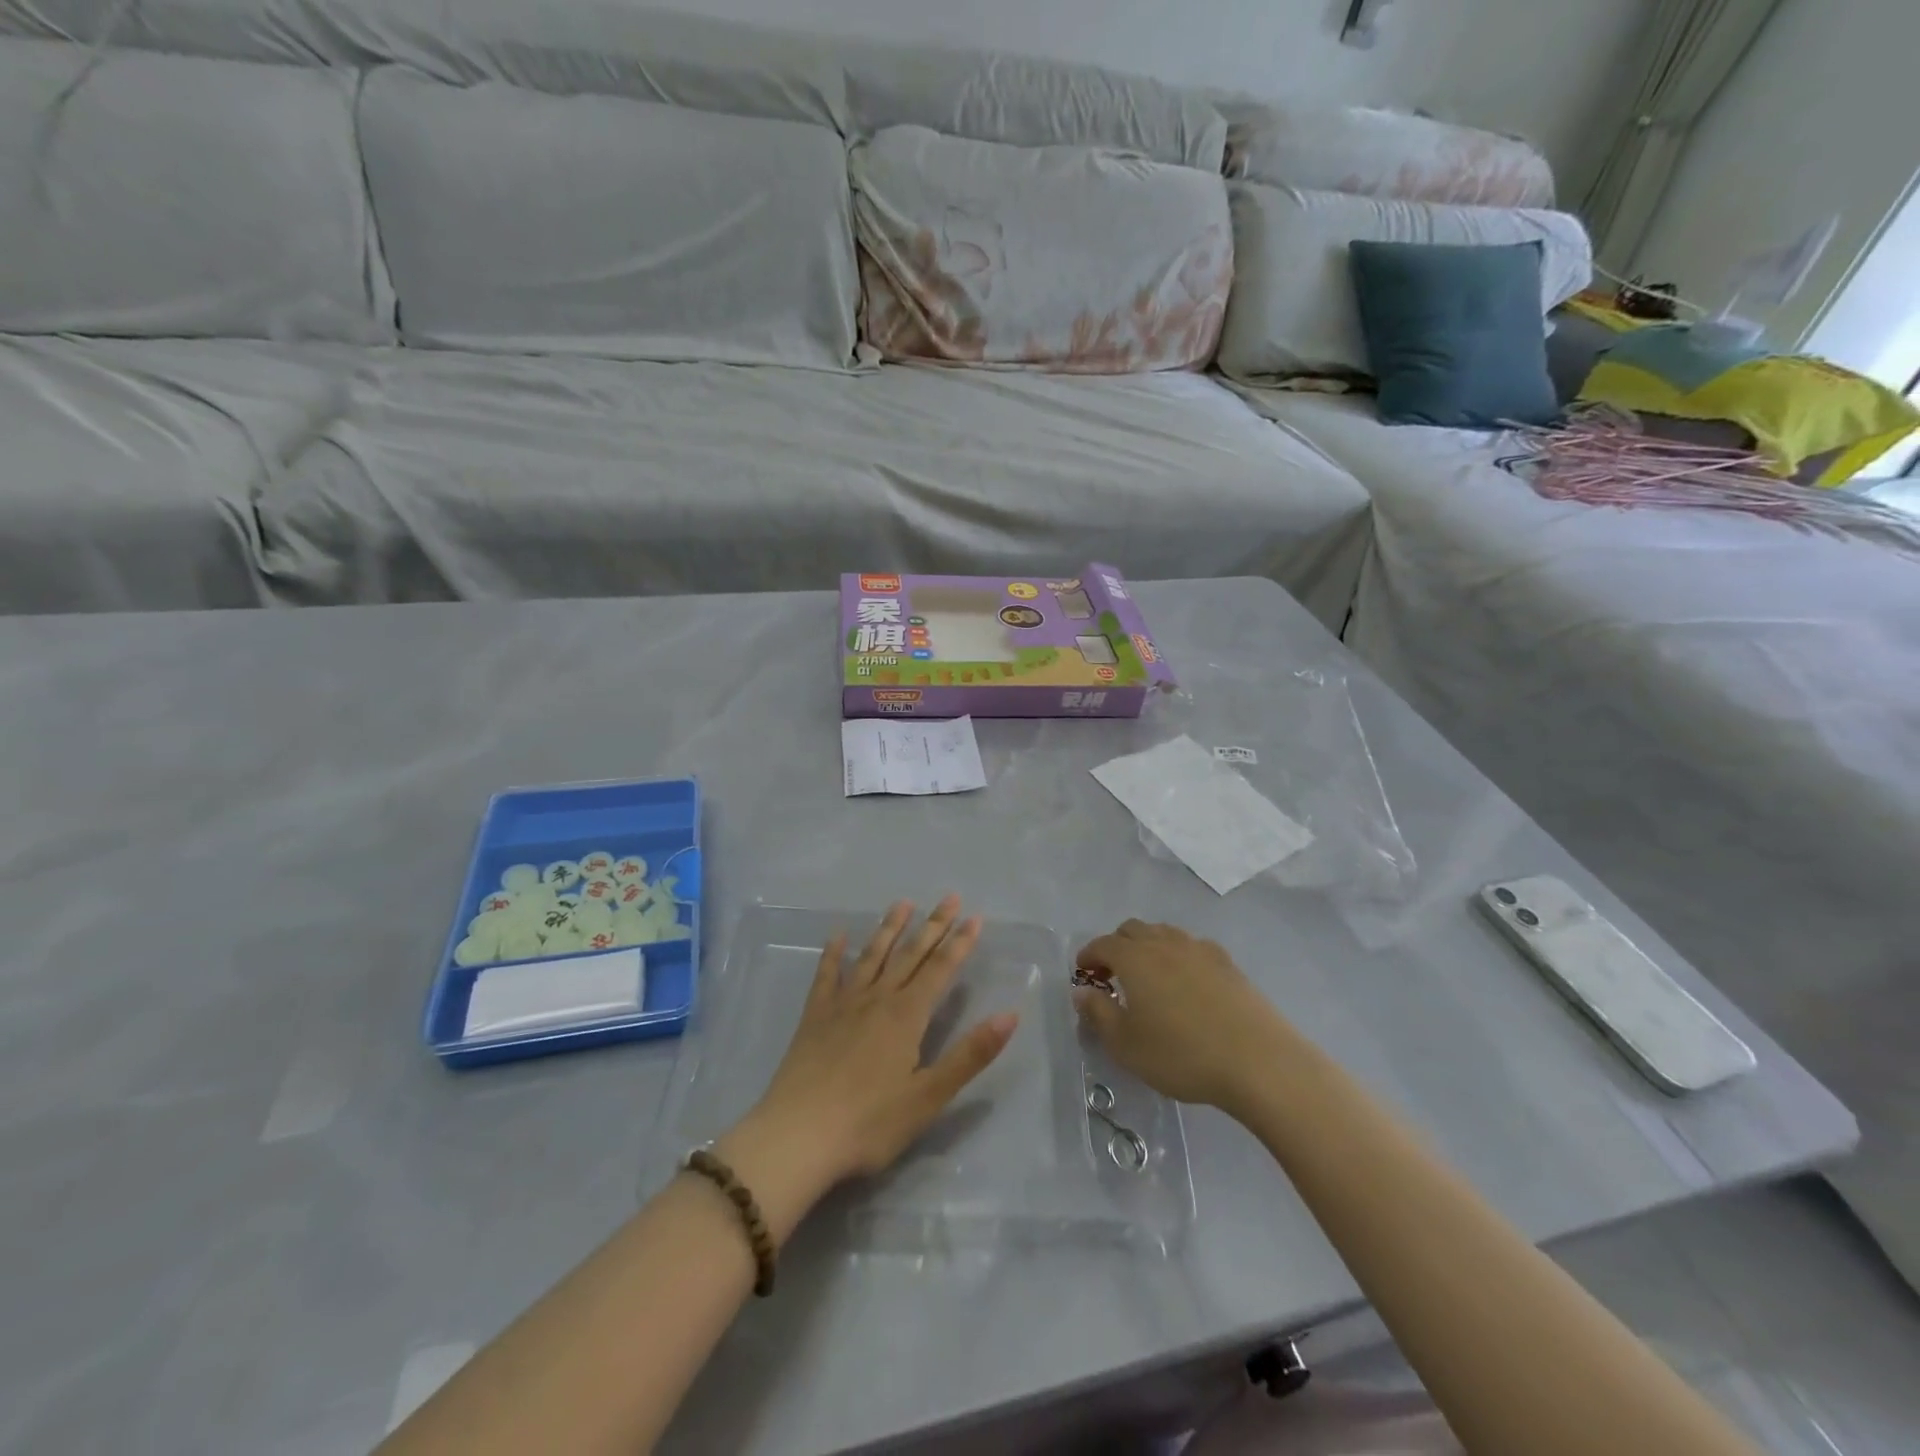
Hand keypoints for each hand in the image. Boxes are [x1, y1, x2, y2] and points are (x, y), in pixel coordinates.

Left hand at [732, 897, 1018, 1212]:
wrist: (797, 1136)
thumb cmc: (869, 1123)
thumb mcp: (929, 1096)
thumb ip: (970, 1054)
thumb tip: (1010, 1014)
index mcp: (907, 1016)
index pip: (940, 970)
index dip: (960, 943)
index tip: (975, 917)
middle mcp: (877, 999)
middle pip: (910, 954)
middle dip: (933, 925)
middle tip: (949, 897)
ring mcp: (842, 1004)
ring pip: (872, 956)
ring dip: (889, 928)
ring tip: (902, 903)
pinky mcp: (814, 1016)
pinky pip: (826, 975)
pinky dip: (834, 953)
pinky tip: (838, 935)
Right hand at [1073, 919, 1293, 1115]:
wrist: (1258, 1061)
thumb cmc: (1182, 1054)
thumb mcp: (1126, 1045)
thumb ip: (1098, 1014)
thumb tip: (1082, 992)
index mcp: (1134, 958)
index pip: (1102, 944)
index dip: (1088, 956)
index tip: (1083, 974)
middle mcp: (1164, 943)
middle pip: (1132, 930)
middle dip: (1116, 947)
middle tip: (1112, 976)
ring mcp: (1199, 949)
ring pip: (1164, 934)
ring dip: (1148, 947)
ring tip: (1148, 978)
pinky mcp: (1228, 963)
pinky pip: (1192, 947)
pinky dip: (1178, 956)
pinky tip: (1185, 983)